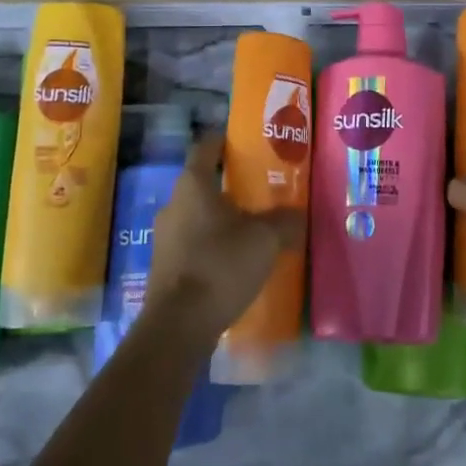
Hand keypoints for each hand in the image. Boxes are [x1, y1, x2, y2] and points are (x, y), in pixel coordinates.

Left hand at [146, 135, 304, 341]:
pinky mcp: (166, 266)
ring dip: (224, 218)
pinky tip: (238, 261)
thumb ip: (286, 221)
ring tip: (256, 228)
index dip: (225, 140)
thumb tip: (300, 215)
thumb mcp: (265, 239)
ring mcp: (165, 237)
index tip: (247, 143)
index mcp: (193, 185)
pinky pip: (194, 243)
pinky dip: (215, 244)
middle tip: (264, 189)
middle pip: (204, 183)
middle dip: (232, 184)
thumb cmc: (221, 266)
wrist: (179, 325)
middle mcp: (173, 204)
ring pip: (199, 215)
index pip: (206, 147)